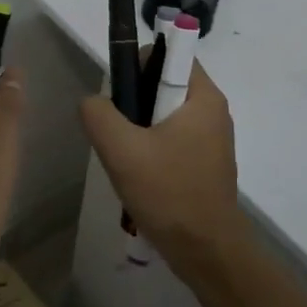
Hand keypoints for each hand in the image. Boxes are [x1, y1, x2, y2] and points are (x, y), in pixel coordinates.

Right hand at [80, 60, 249, 268]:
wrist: (207, 252)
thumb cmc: (168, 192)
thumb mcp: (121, 149)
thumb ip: (99, 114)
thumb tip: (93, 101)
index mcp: (203, 96)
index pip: (168, 55)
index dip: (137, 67)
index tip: (120, 99)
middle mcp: (213, 110)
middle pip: (163, 85)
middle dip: (135, 104)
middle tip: (118, 136)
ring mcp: (212, 139)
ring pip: (165, 115)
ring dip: (140, 131)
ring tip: (126, 160)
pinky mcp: (206, 162)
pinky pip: (173, 139)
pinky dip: (153, 149)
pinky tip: (140, 176)